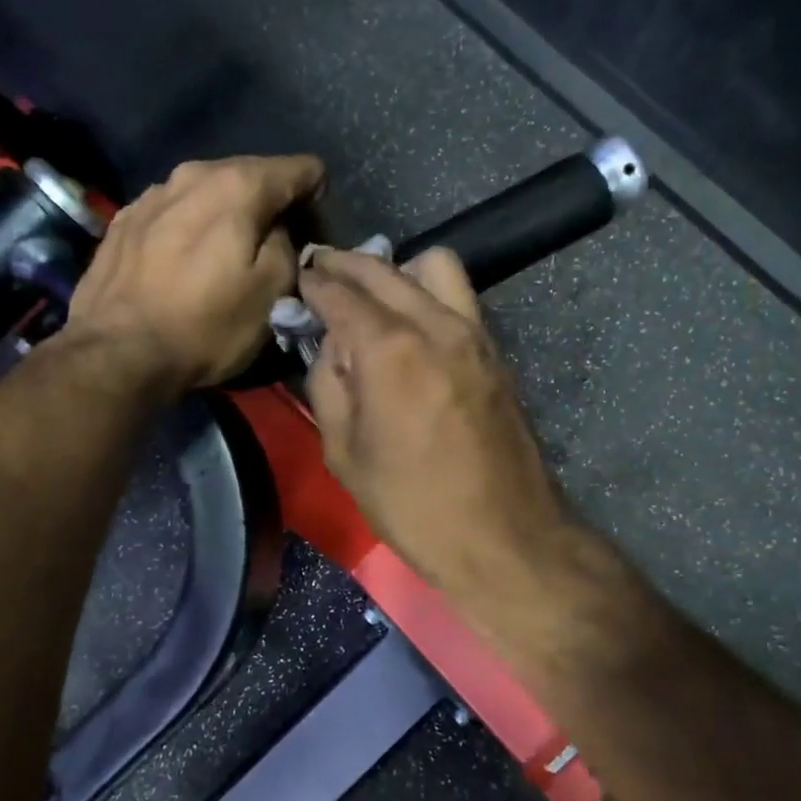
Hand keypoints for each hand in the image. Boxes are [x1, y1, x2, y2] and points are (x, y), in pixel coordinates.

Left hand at [67, 155, 324, 392]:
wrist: (117, 354)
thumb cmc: (206, 326)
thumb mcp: (273, 292)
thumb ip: (290, 246)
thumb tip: (282, 229)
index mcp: (238, 185)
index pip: (299, 169)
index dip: (315, 195)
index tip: (312, 229)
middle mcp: (193, 173)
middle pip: (251, 174)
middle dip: (270, 203)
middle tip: (276, 245)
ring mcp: (152, 194)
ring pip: (208, 191)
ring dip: (227, 214)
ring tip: (227, 253)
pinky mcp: (124, 220)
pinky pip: (174, 212)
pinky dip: (190, 227)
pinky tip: (184, 261)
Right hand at [299, 246, 569, 599]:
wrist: (505, 536)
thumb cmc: (413, 506)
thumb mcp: (345, 454)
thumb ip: (328, 385)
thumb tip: (330, 345)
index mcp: (389, 349)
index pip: (339, 293)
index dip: (312, 283)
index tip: (296, 279)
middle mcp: (434, 324)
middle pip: (383, 268)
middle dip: (345, 264)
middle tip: (320, 272)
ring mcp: (473, 333)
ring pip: (433, 266)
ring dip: (395, 270)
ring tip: (373, 297)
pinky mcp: (495, 350)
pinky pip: (458, 296)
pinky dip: (427, 291)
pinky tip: (410, 323)